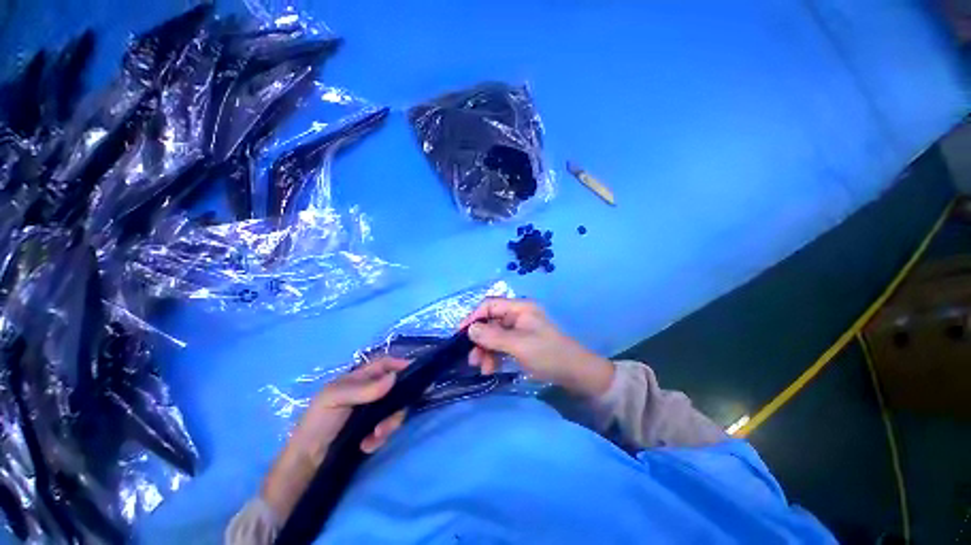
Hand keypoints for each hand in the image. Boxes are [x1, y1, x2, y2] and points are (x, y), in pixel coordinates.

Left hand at [261, 357, 408, 521]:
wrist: (306, 462)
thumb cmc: (317, 422)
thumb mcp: (333, 399)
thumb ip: (363, 388)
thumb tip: (394, 377)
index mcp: (359, 379)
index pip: (384, 364)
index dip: (399, 364)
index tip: (416, 371)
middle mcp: (369, 393)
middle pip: (396, 389)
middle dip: (397, 404)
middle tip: (389, 420)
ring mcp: (372, 412)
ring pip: (395, 410)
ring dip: (389, 423)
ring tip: (375, 436)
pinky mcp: (372, 430)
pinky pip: (387, 429)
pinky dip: (380, 438)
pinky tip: (367, 446)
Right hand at [459, 298, 613, 397]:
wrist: (575, 373)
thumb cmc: (547, 354)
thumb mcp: (518, 345)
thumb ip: (492, 336)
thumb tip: (470, 329)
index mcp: (519, 308)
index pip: (490, 305)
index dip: (474, 317)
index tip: (460, 334)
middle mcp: (518, 315)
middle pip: (490, 322)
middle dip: (480, 339)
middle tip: (472, 359)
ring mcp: (519, 329)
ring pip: (494, 335)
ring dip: (486, 350)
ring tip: (482, 368)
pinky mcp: (521, 342)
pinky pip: (502, 345)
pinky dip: (495, 355)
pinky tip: (491, 368)